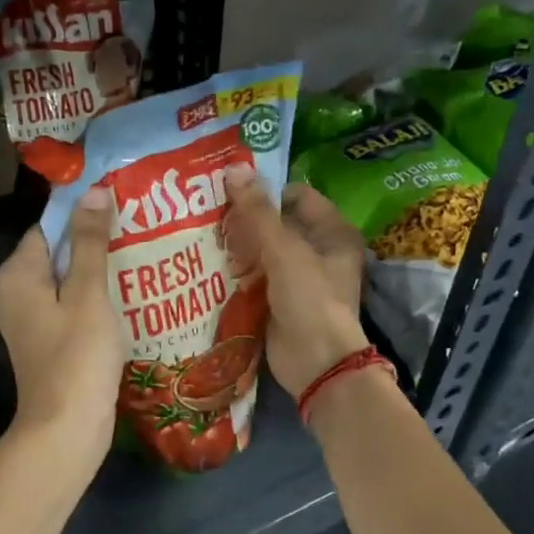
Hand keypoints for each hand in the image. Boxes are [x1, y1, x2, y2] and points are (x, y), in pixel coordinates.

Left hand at [0, 188, 124, 473]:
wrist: (66, 428)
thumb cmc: (77, 355)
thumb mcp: (88, 292)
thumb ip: (89, 241)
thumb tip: (93, 191)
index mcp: (16, 274)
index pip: (48, 227)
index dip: (83, 216)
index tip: (121, 211)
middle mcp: (13, 293)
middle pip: (56, 254)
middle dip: (93, 245)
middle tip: (137, 235)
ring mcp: (28, 321)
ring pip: (64, 283)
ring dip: (96, 274)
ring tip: (138, 261)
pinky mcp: (45, 344)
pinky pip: (68, 308)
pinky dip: (92, 302)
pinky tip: (125, 300)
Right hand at [224, 167, 368, 397]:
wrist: (317, 364)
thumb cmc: (310, 299)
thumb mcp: (284, 251)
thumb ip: (257, 212)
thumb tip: (234, 169)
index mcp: (333, 232)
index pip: (297, 196)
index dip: (266, 189)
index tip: (229, 188)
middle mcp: (319, 252)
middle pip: (277, 224)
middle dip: (246, 219)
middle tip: (207, 210)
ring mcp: (299, 279)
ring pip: (263, 251)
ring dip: (237, 245)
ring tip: (201, 233)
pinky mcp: (279, 301)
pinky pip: (255, 278)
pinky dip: (236, 272)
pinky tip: (208, 264)